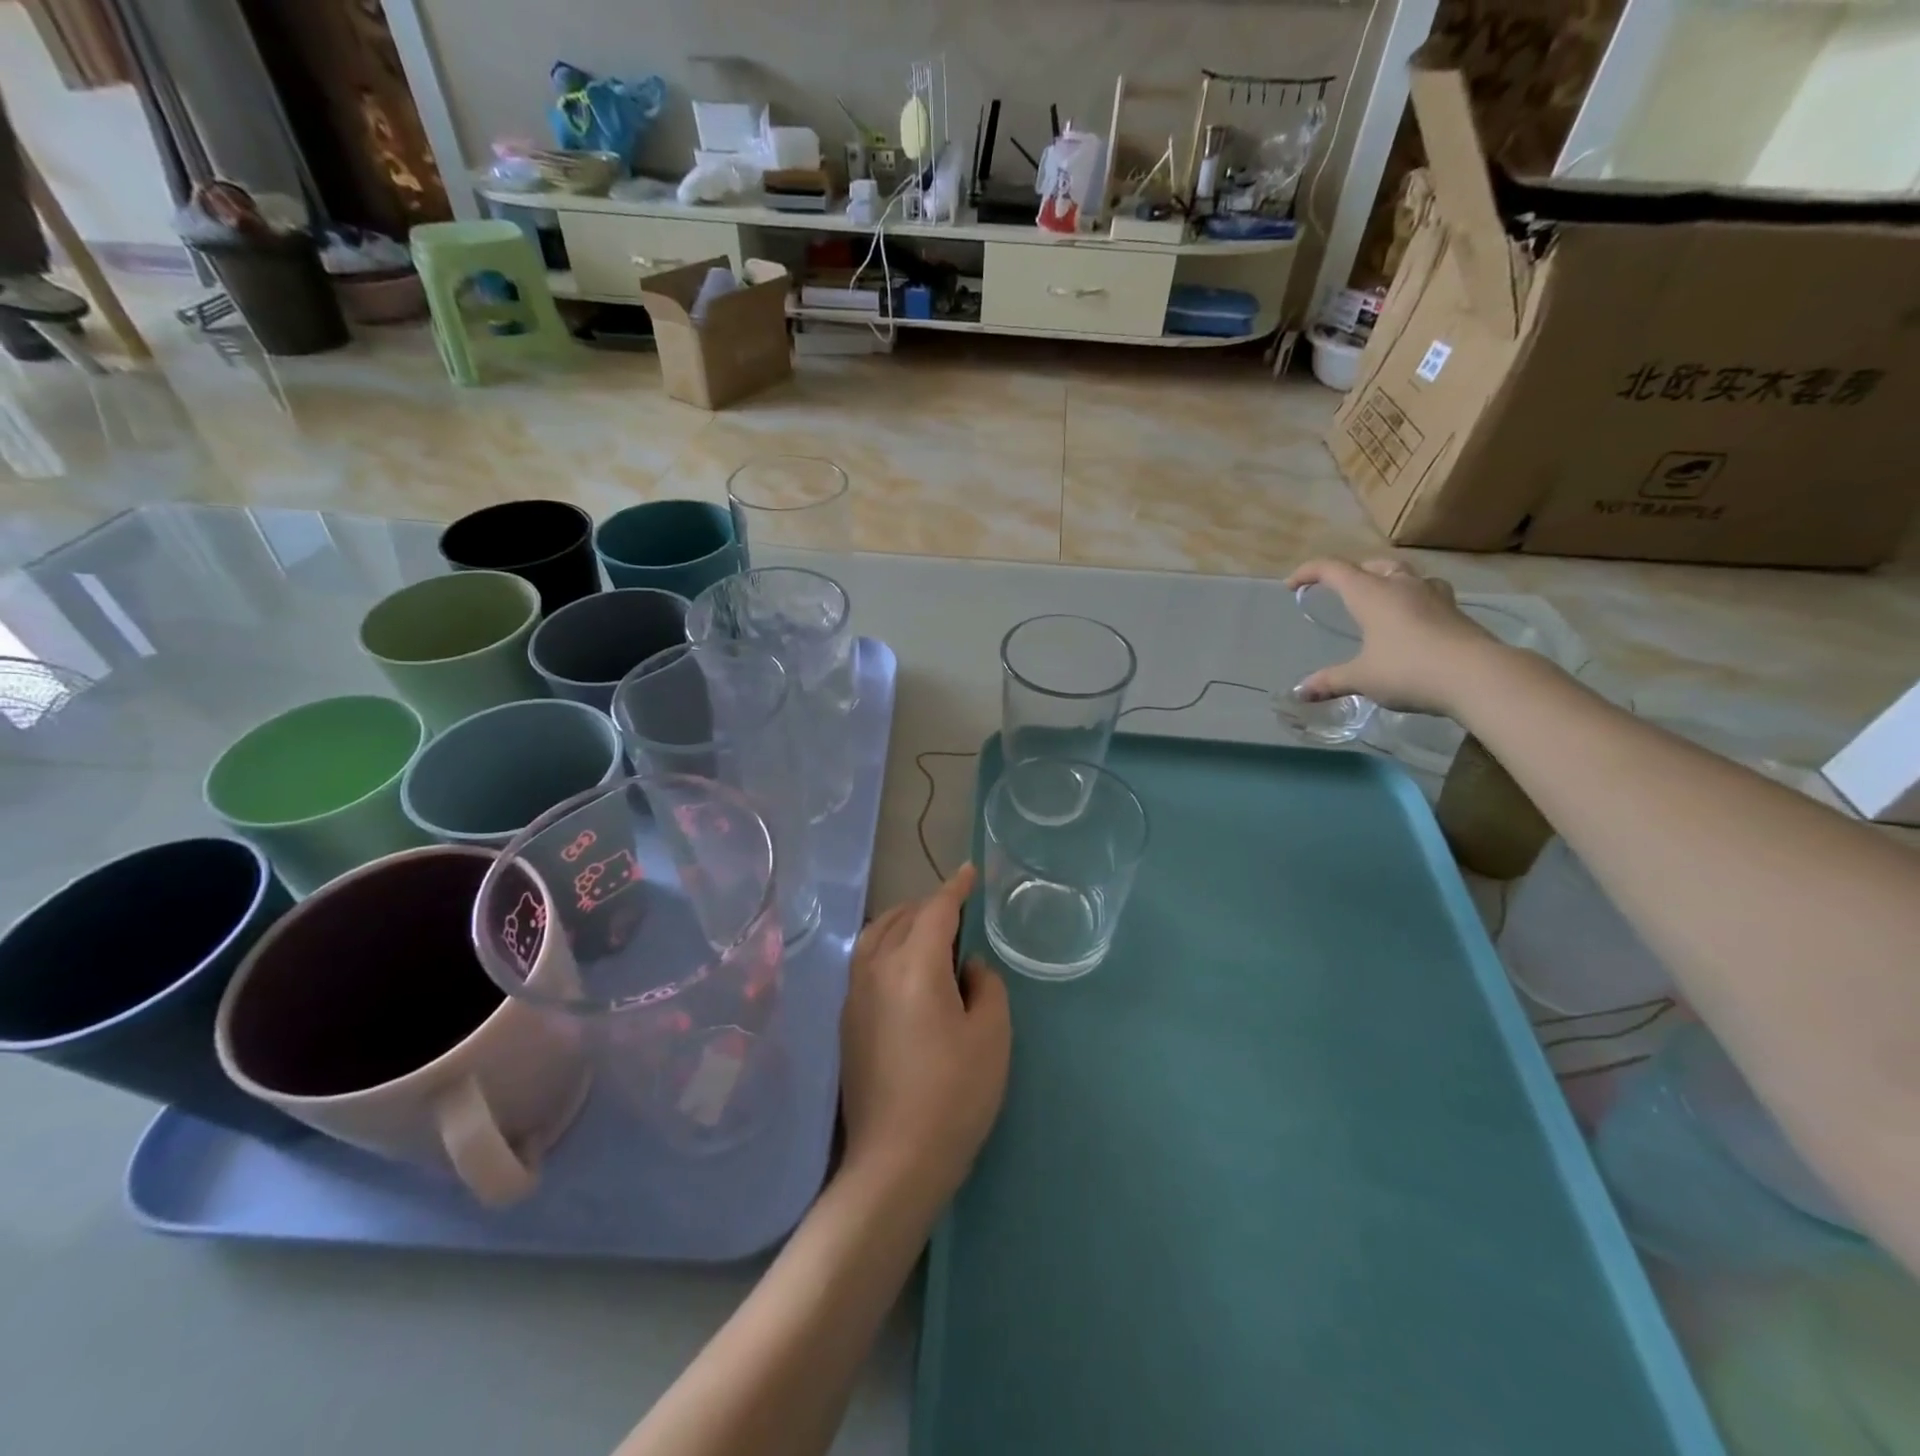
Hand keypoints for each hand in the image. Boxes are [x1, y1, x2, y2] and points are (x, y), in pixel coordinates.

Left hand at [839, 864, 1010, 1206]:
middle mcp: (876, 968)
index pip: (936, 910)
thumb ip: (986, 986)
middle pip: (902, 918)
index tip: (970, 873)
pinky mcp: (847, 1021)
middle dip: (930, 905)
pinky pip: (865, 960)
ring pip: (875, 936)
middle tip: (959, 910)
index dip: (955, 889)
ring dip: (902, 921)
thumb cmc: (954, 1094)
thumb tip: (969, 967)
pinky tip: (904, 967)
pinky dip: (886, 945)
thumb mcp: (991, 1036)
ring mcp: (854, 995)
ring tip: (927, 929)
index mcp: (914, 965)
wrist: (895, 1160)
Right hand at [1286, 557, 1498, 715]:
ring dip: (1389, 580)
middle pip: (1374, 565)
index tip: (1291, 585)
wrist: (1477, 675)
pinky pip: (1430, 595)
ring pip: (1407, 575)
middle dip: (1353, 573)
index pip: (1333, 570)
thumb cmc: (1408, 669)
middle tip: (1341, 589)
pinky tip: (1414, 621)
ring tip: (1381, 599)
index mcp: (1371, 594)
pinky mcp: (1456, 612)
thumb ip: (1330, 681)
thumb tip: (1300, 692)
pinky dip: (1414, 601)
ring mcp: (1434, 596)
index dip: (1308, 572)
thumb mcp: (1361, 678)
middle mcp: (1402, 586)